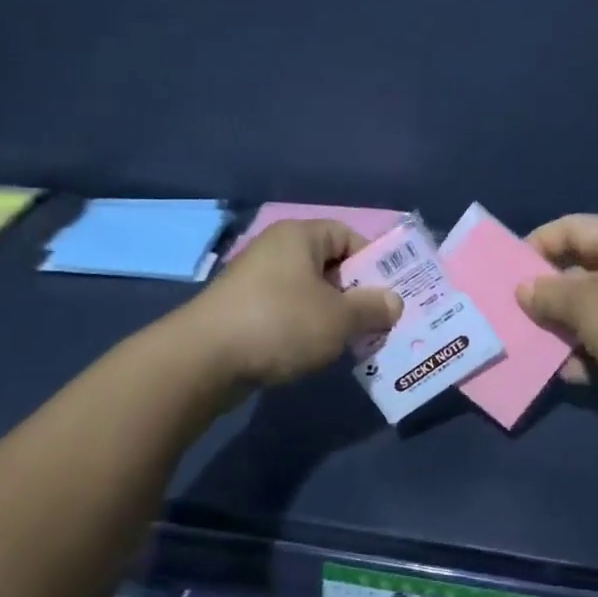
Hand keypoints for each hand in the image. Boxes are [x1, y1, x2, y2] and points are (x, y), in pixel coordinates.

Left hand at [186, 220, 401, 388]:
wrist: (203, 360)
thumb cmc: (280, 323)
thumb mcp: (338, 318)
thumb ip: (372, 308)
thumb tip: (394, 302)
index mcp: (299, 236)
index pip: (347, 236)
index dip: (373, 262)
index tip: (390, 294)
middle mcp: (276, 250)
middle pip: (329, 265)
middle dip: (356, 294)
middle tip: (379, 323)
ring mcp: (255, 281)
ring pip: (308, 292)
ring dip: (332, 316)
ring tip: (353, 343)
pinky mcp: (242, 311)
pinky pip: (286, 312)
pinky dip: (305, 329)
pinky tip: (316, 353)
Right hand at [515, 215, 597, 423]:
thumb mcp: (584, 303)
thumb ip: (548, 294)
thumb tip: (523, 290)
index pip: (573, 228)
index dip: (538, 243)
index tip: (509, 269)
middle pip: (580, 272)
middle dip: (548, 295)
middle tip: (516, 313)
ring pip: (592, 312)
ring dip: (564, 331)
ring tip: (535, 348)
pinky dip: (588, 355)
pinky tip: (570, 374)